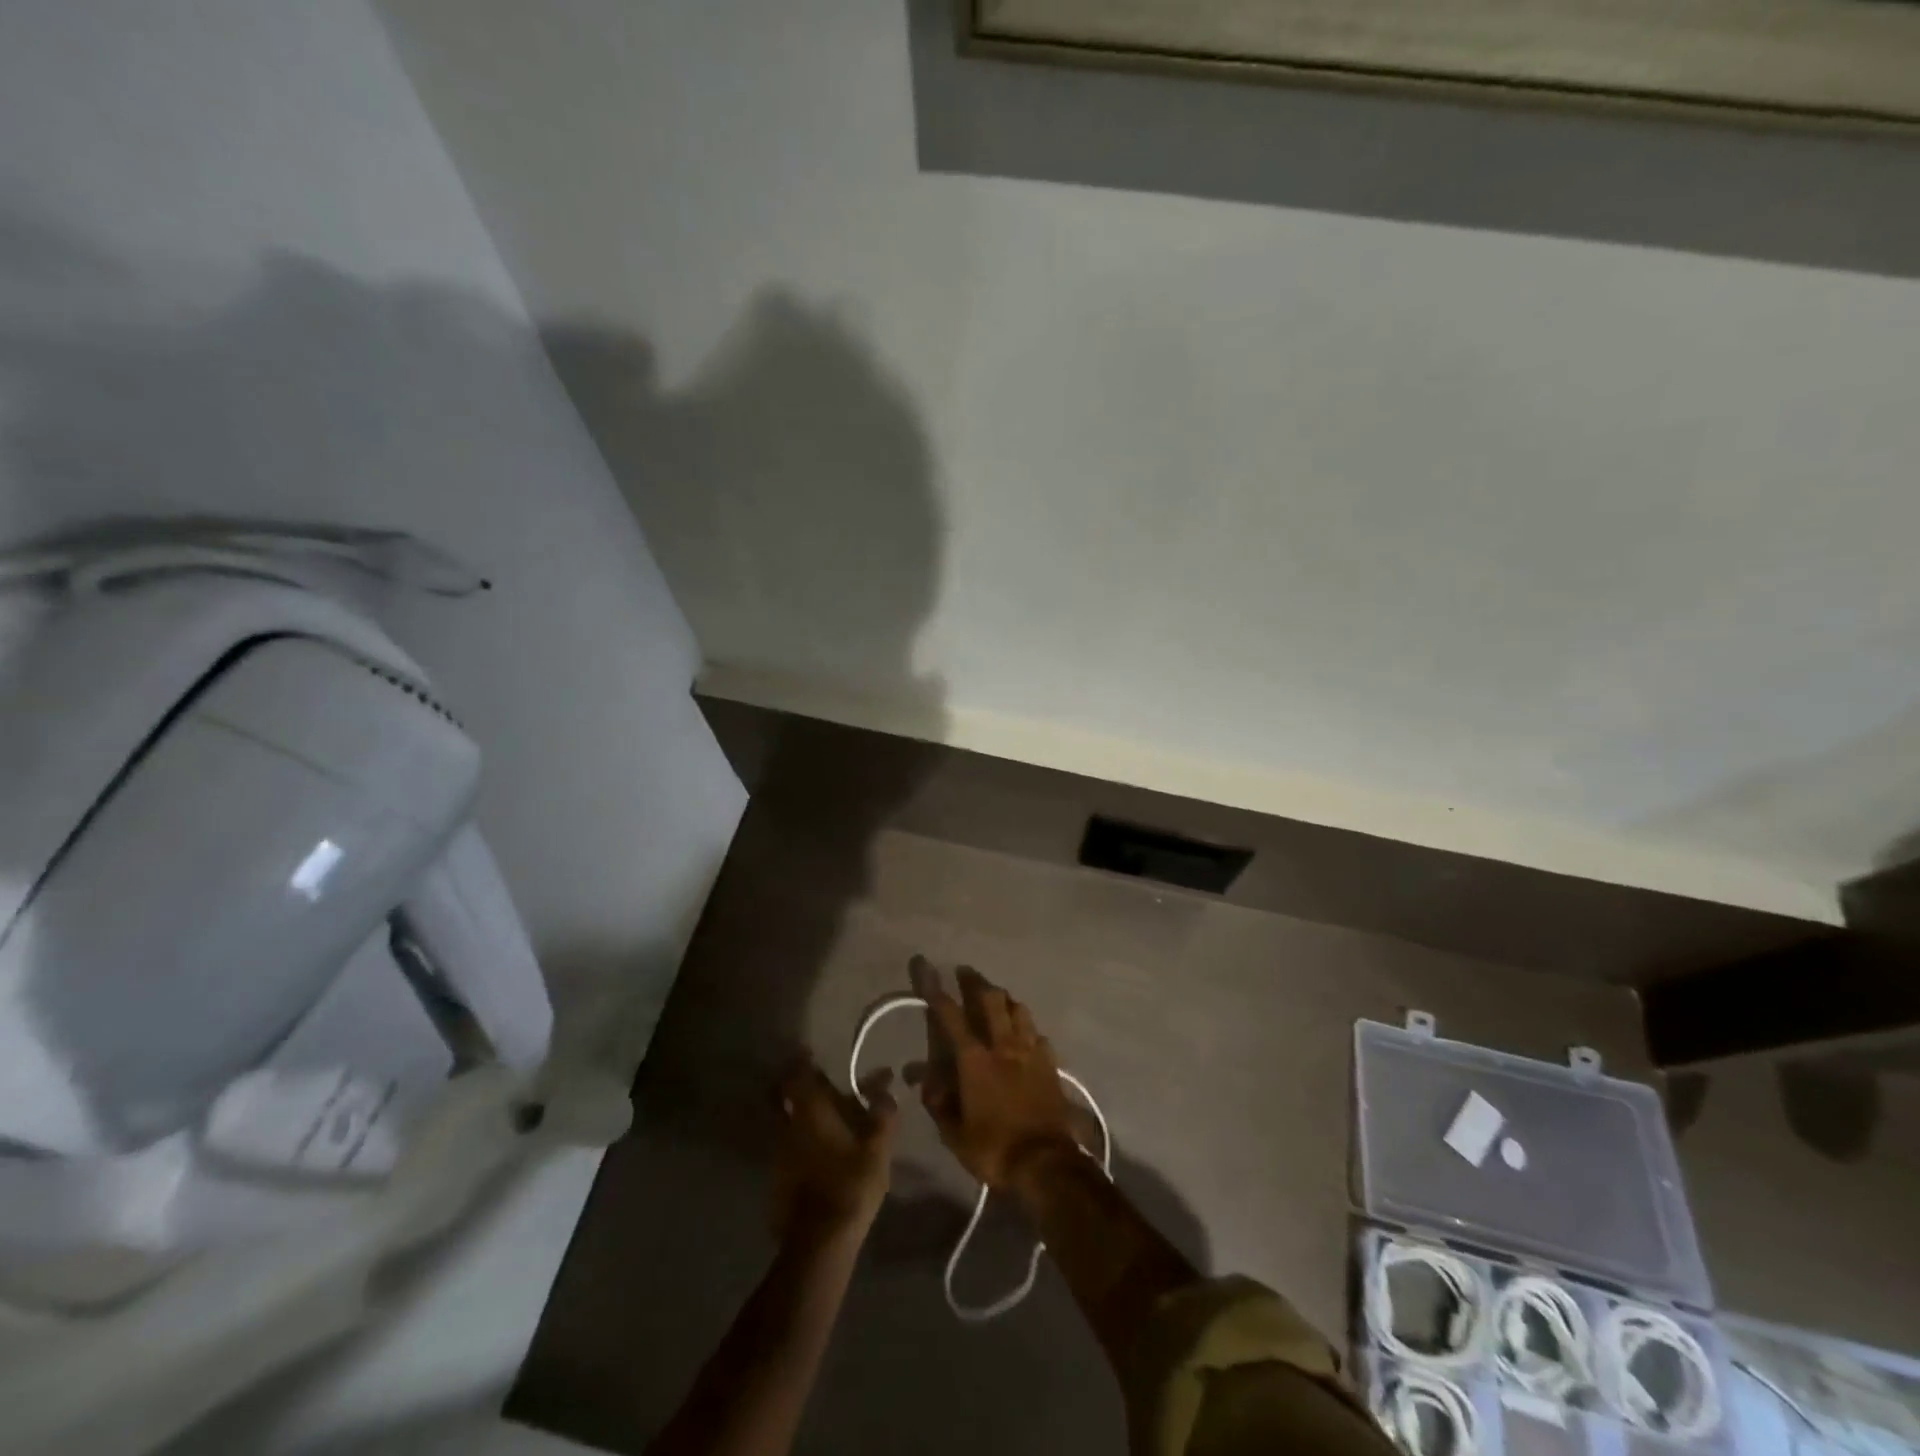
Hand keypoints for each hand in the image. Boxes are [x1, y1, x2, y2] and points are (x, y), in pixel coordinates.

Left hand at [769, 1054, 897, 1242]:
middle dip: (794, 1087)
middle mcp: (789, 1127)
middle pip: (783, 1098)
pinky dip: (799, 1143)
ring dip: (799, 1116)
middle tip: (814, 1085)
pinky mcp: (777, 1182)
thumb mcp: (877, 1149)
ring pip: (785, 1124)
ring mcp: (779, 1156)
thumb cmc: (849, 1186)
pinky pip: (787, 1150)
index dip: (802, 1062)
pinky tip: (818, 1154)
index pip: (798, 1075)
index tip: (809, 1054)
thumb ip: (883, 1116)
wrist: (818, 1245)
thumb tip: (886, 1090)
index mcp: (811, 1112)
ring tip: (824, 1122)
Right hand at [914, 961, 1077, 1189]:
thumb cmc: (994, 1149)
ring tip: (997, 998)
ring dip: (1005, 999)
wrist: (1046, 1163)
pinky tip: (1025, 1035)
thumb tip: (923, 1079)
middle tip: (966, 973)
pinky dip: (1027, 1028)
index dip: (936, 990)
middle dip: (976, 982)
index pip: (951, 1015)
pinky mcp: (1051, 1064)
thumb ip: (938, 1102)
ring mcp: (1031, 1052)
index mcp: (975, 1060)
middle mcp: (1003, 1046)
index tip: (927, 968)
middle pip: (991, 999)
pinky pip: (1038, 1034)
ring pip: (1019, 1009)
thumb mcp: (955, 1133)